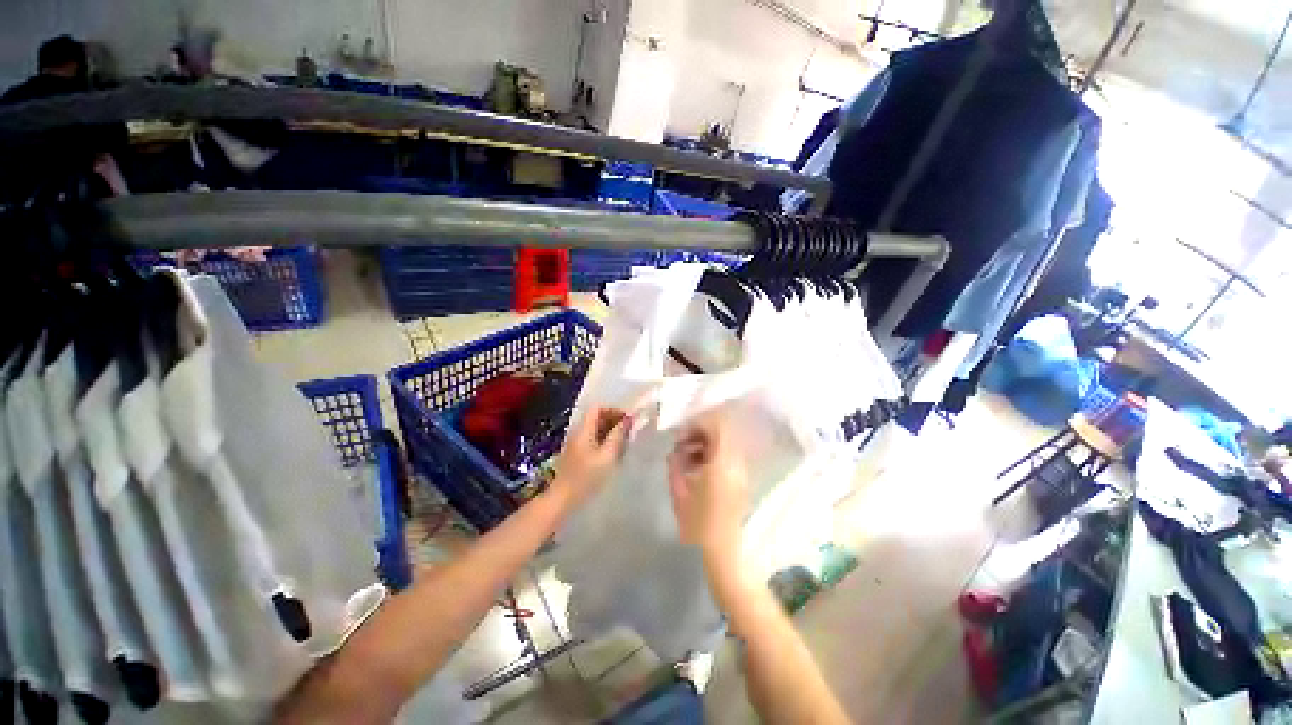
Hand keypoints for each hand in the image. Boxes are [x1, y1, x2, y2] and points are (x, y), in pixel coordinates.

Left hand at [551, 406, 632, 509]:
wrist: (562, 499)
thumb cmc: (586, 477)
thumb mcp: (607, 456)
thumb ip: (618, 435)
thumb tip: (628, 419)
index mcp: (583, 429)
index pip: (598, 408)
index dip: (614, 410)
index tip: (627, 420)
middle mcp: (577, 432)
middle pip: (595, 416)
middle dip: (613, 420)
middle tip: (628, 431)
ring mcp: (575, 443)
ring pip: (594, 428)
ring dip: (609, 430)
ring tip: (623, 441)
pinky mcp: (575, 454)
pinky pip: (591, 438)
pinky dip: (603, 439)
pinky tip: (612, 452)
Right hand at [667, 410, 748, 560]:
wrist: (722, 556)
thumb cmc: (697, 526)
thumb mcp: (679, 493)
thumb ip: (675, 465)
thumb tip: (674, 452)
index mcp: (723, 463)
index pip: (718, 426)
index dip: (698, 424)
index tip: (680, 435)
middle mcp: (737, 464)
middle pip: (722, 433)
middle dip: (699, 434)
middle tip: (679, 445)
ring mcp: (742, 473)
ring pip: (724, 445)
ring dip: (704, 445)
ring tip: (685, 459)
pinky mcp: (741, 483)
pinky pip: (727, 458)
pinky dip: (711, 457)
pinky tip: (696, 470)